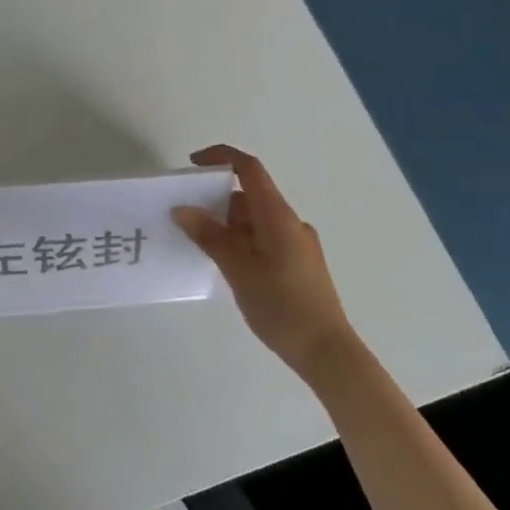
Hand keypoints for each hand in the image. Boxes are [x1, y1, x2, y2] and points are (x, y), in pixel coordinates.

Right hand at [174, 145, 360, 385]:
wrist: (326, 351)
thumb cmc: (281, 305)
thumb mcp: (238, 269)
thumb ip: (210, 236)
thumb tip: (183, 209)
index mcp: (278, 216)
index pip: (249, 169)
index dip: (221, 158)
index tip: (192, 165)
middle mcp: (290, 222)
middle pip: (249, 196)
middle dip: (216, 200)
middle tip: (185, 217)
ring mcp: (297, 244)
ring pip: (256, 220)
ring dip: (227, 225)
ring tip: (199, 245)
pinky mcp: (298, 264)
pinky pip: (264, 239)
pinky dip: (241, 242)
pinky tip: (225, 265)